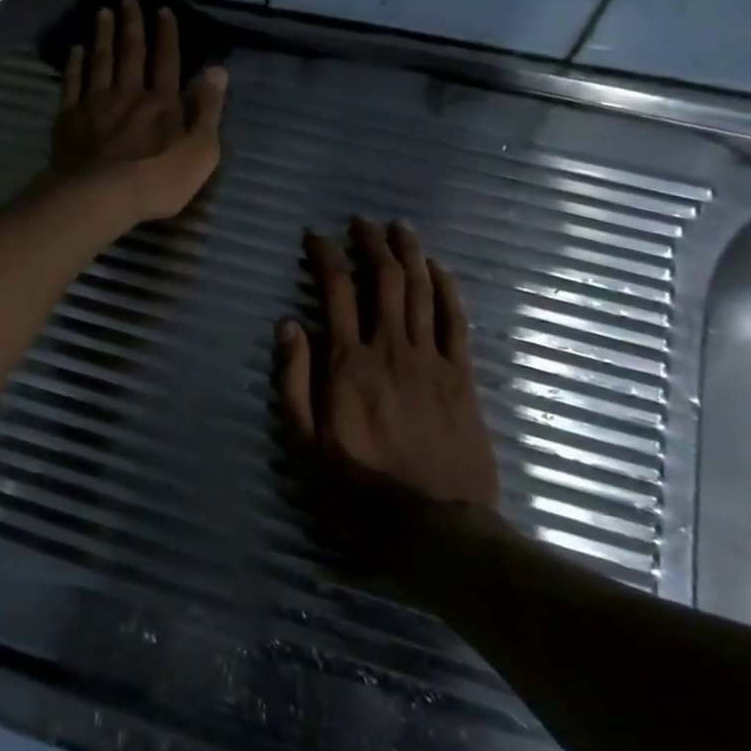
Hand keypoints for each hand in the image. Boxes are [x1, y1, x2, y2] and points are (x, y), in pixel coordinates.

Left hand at [51, 0, 228, 224]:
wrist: (101, 196)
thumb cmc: (159, 179)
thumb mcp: (201, 150)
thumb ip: (209, 110)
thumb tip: (217, 71)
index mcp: (162, 102)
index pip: (167, 60)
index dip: (167, 34)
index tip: (162, 10)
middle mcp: (129, 93)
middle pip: (130, 52)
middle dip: (131, 24)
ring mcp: (95, 104)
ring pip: (100, 61)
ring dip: (102, 35)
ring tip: (102, 12)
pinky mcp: (70, 119)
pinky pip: (72, 84)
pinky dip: (74, 65)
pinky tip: (75, 50)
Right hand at [275, 219, 498, 565]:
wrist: (435, 529)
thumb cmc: (358, 492)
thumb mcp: (304, 446)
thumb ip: (294, 383)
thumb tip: (289, 325)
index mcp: (348, 363)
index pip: (335, 290)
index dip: (325, 255)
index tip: (316, 236)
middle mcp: (391, 348)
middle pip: (384, 278)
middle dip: (371, 243)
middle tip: (361, 221)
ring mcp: (432, 359)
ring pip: (421, 289)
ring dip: (409, 253)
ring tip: (399, 227)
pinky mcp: (462, 376)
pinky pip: (456, 320)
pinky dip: (448, 288)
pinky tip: (440, 268)